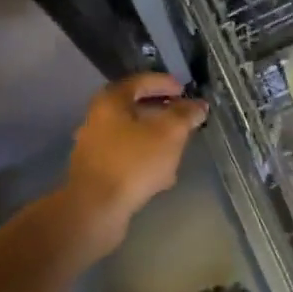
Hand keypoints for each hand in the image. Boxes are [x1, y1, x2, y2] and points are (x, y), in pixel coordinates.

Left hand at [63, 73, 209, 252]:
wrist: (94, 210)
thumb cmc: (133, 162)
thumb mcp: (169, 133)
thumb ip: (185, 115)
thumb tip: (198, 105)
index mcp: (111, 102)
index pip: (140, 81)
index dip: (165, 83)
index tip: (184, 90)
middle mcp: (97, 120)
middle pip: (134, 109)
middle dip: (162, 113)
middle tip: (184, 119)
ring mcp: (94, 148)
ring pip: (131, 136)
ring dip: (155, 139)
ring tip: (178, 148)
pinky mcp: (96, 174)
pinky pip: (126, 159)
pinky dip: (144, 160)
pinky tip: (161, 176)